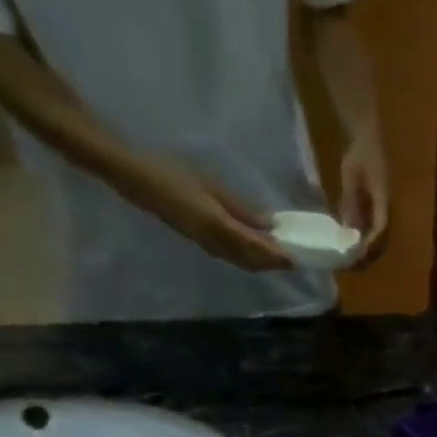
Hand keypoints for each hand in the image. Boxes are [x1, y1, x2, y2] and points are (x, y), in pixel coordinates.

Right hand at [136, 162, 293, 272]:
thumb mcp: (213, 186)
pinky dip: (247, 258)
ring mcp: (206, 245)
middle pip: (251, 261)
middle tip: (293, 260)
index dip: (278, 257)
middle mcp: (215, 243)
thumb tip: (269, 225)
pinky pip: (230, 256)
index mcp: (220, 227)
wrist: (138, 180)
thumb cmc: (174, 173)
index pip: (258, 249)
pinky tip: (255, 250)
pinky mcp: (200, 242)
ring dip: (261, 263)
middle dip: (273, 264)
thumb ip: (241, 209)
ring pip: (241, 262)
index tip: (298, 260)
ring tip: (279, 257)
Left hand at [337, 134, 390, 267]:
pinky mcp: (376, 212)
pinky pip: (372, 233)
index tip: (358, 255)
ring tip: (349, 262)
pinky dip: (362, 244)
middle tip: (350, 265)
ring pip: (378, 240)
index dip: (371, 244)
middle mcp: (386, 210)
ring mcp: (382, 212)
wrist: (367, 140)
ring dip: (366, 253)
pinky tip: (349, 249)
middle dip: (368, 256)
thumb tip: (348, 228)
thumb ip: (350, 201)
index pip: (381, 229)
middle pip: (382, 241)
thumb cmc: (359, 154)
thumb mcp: (350, 176)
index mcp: (384, 201)